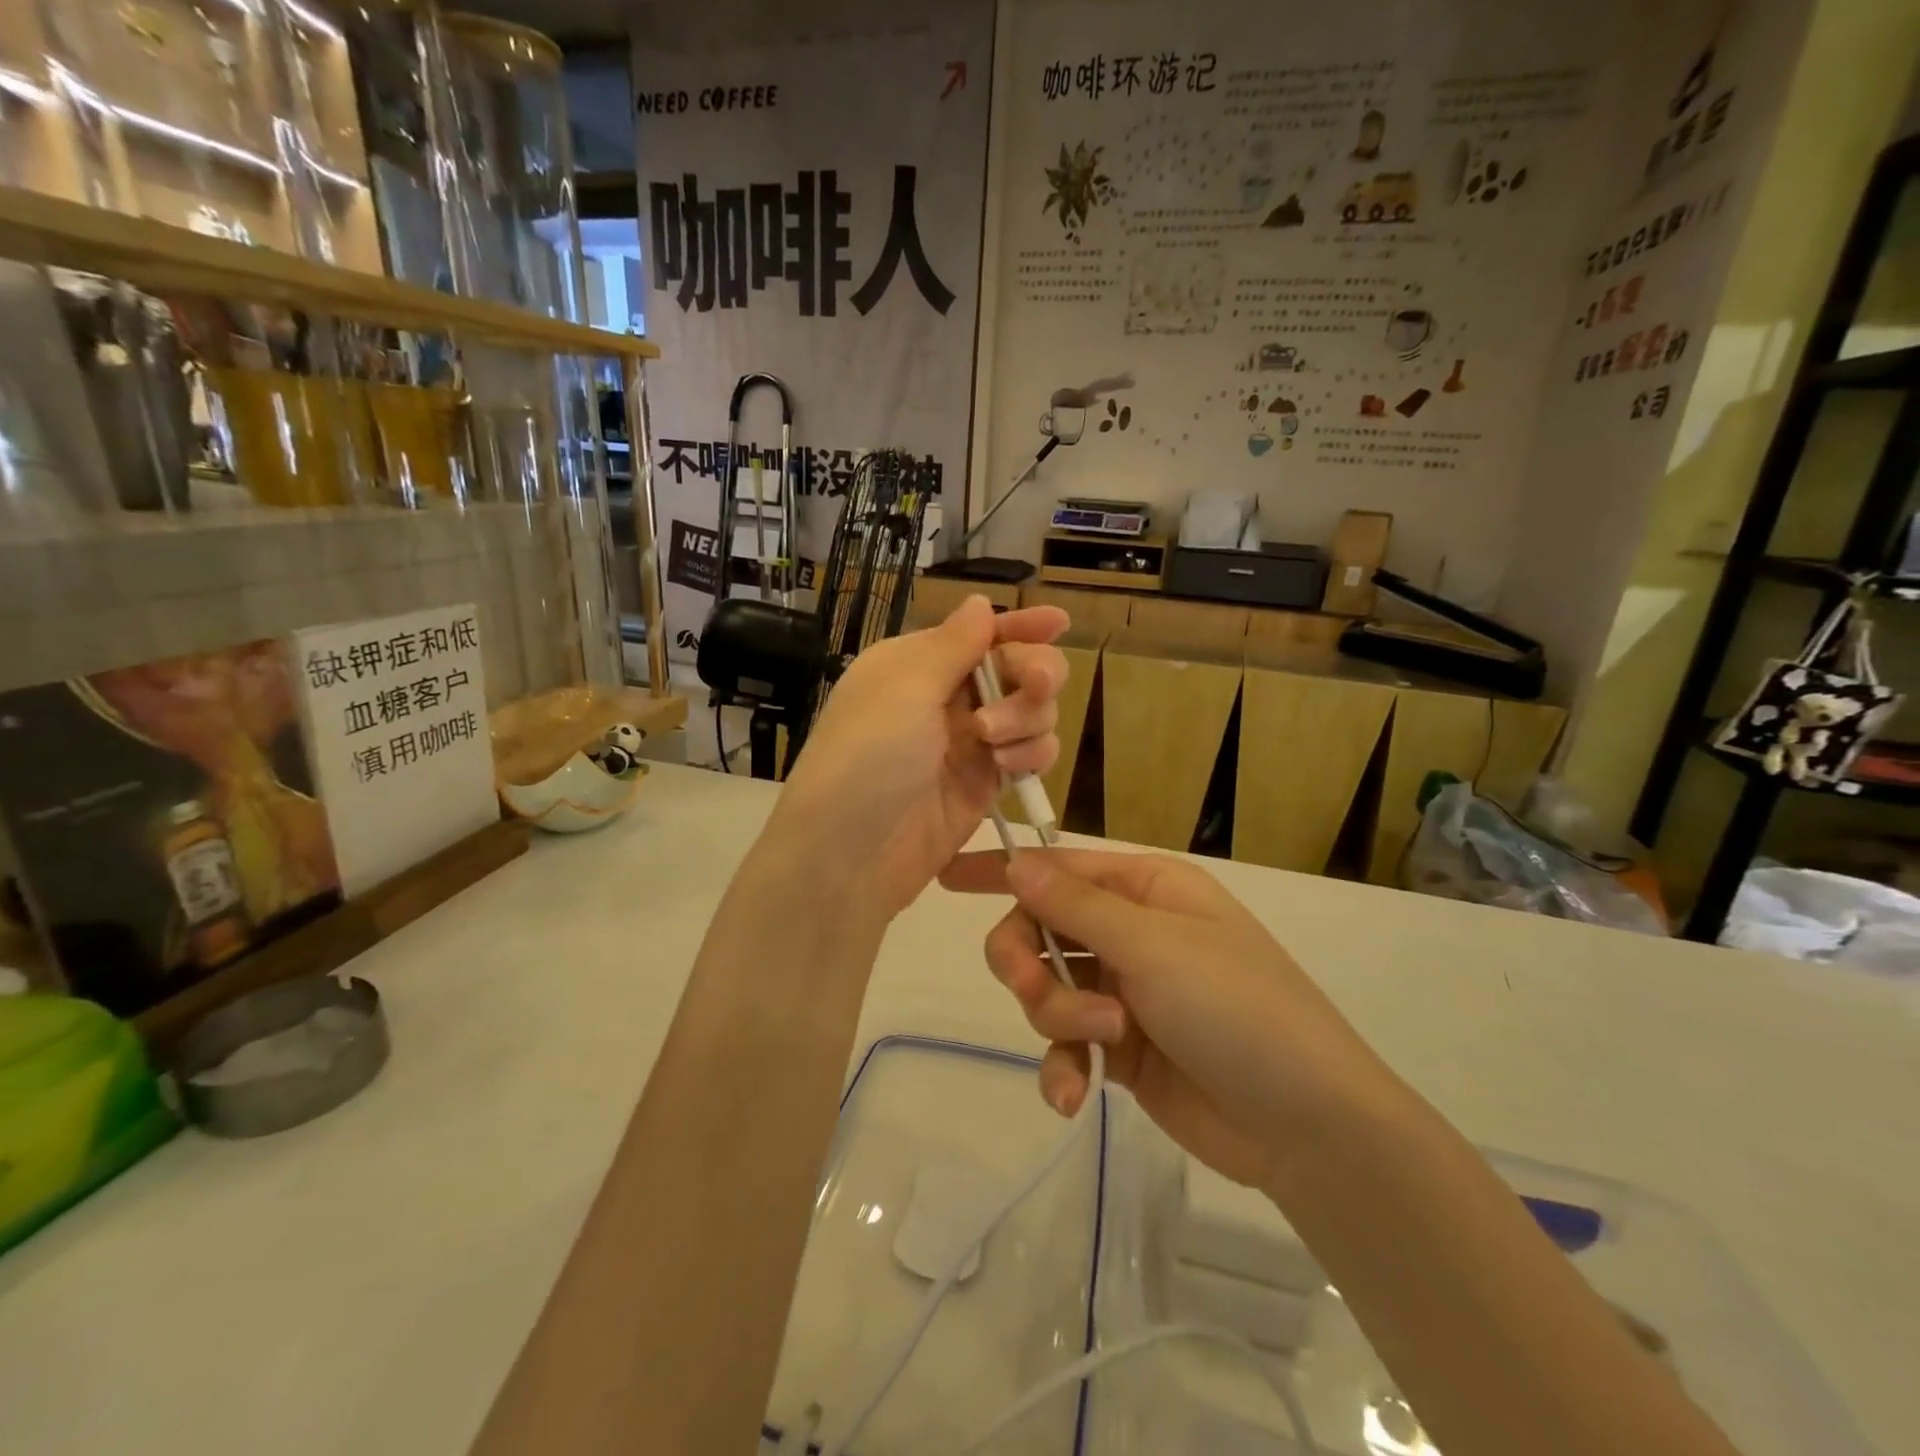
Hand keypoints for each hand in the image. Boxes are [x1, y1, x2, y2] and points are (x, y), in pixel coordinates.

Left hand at [772, 596, 1068, 921]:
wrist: (850, 852)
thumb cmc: (868, 755)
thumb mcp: (904, 687)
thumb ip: (953, 644)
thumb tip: (980, 602)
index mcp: (919, 664)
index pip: (979, 634)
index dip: (1021, 626)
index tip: (1060, 621)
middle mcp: (946, 697)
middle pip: (1017, 668)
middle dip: (1034, 672)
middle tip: (1037, 685)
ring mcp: (971, 742)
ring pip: (1033, 711)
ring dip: (1027, 718)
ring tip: (993, 742)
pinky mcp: (988, 783)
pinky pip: (1033, 753)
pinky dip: (1033, 753)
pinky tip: (1009, 767)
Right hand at [940, 849, 1396, 1190]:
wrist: (1305, 1124)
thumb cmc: (1236, 1008)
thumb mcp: (1153, 946)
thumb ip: (1075, 906)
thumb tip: (1017, 862)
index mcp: (1146, 890)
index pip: (1058, 866)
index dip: (1001, 870)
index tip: (946, 877)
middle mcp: (1132, 933)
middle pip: (1040, 930)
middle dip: (1029, 963)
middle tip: (1035, 990)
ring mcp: (1126, 992)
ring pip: (1049, 990)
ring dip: (1060, 1018)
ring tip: (1104, 1042)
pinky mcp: (1123, 1048)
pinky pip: (1068, 1045)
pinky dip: (1063, 1067)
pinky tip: (1073, 1096)